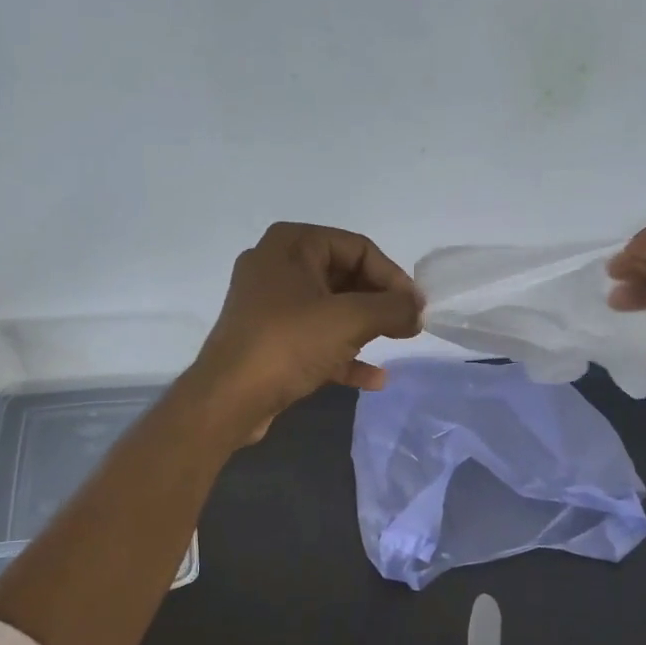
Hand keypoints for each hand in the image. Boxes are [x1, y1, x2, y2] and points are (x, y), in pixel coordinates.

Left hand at [186, 222, 422, 441]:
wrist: (228, 399)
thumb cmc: (288, 344)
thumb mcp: (349, 320)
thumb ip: (392, 309)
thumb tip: (417, 310)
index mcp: (291, 245)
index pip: (357, 247)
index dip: (392, 276)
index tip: (416, 307)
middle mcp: (278, 267)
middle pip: (345, 276)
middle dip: (380, 303)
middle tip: (409, 326)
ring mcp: (271, 306)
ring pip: (332, 310)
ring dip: (365, 328)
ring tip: (396, 344)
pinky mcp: (270, 341)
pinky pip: (316, 340)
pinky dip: (344, 355)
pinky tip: (374, 379)